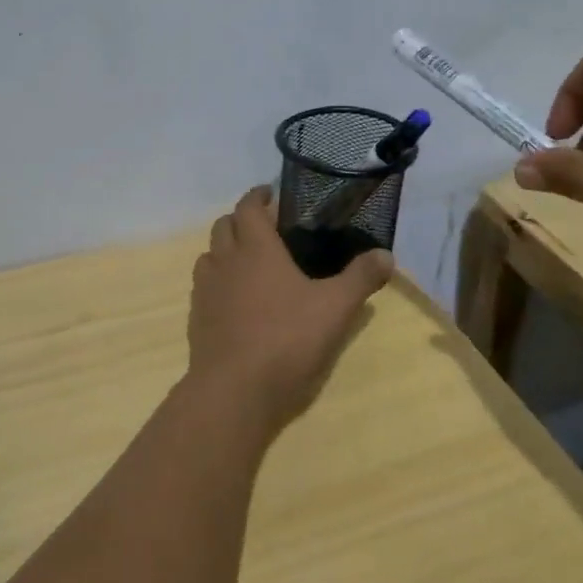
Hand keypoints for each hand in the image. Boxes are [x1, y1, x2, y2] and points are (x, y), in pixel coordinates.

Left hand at [188, 188, 393, 433]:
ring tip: (249, 261)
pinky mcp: (197, 318)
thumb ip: (360, 278)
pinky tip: (236, 300)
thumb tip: (386, 255)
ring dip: (225, 250)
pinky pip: (204, 287)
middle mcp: (225, 261)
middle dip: (241, 220)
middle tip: (265, 227)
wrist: (234, 389)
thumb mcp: (335, 308)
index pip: (248, 207)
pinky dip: (218, 282)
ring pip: (209, 255)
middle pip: (223, 226)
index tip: (270, 193)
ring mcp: (206, 290)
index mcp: (255, 249)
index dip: (258, 196)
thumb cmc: (286, 339)